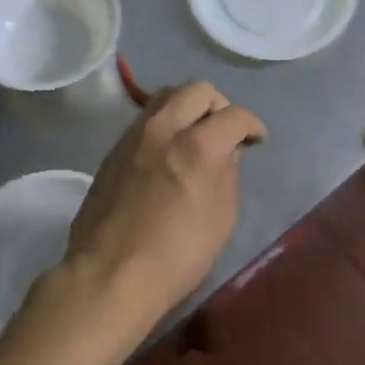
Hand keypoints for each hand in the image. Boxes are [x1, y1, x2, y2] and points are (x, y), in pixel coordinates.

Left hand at [65, 82, 266, 328]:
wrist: (109, 275)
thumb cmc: (176, 255)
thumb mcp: (221, 218)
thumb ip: (228, 175)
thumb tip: (226, 152)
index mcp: (197, 146)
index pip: (235, 115)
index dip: (252, 125)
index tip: (255, 140)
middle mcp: (163, 129)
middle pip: (197, 90)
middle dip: (219, 105)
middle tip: (224, 131)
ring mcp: (133, 137)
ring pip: (164, 98)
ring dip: (187, 109)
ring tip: (194, 137)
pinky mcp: (112, 151)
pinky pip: (144, 122)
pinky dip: (163, 126)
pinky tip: (166, 154)